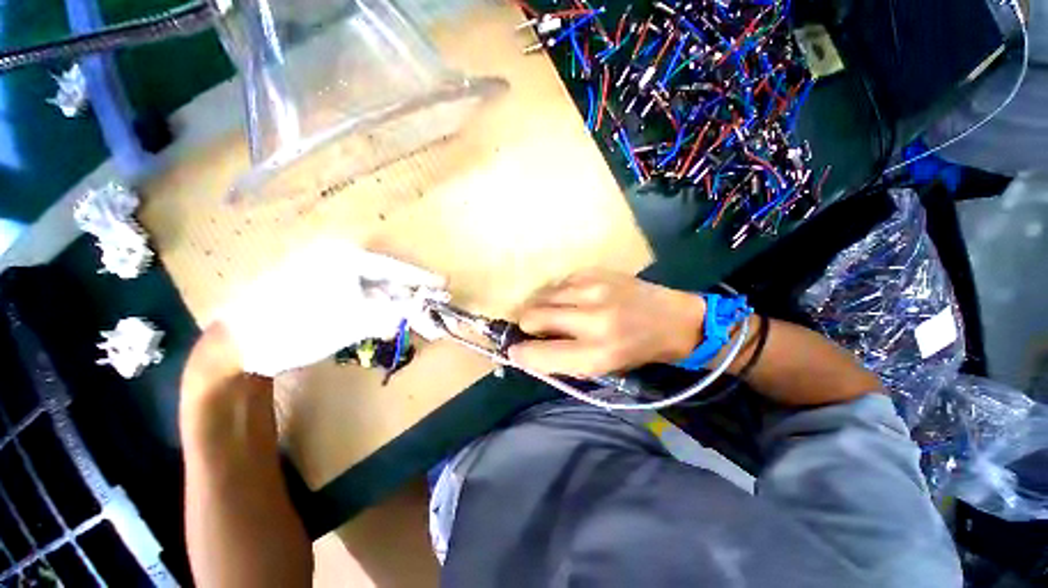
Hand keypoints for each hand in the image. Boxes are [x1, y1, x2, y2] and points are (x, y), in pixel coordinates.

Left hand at [218, 238, 444, 375]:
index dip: (421, 278)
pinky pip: (363, 303)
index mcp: (345, 258)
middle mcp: (342, 263)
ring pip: (377, 294)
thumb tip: (420, 310)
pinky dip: (379, 315)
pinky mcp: (328, 296)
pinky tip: (390, 327)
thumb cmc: (296, 324)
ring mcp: (334, 280)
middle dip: (412, 302)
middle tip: (432, 317)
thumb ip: (390, 313)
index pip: (395, 268)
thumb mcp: (350, 319)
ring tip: (417, 327)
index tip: (444, 285)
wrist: (241, 342)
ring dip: (398, 311)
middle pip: (389, 283)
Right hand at [507, 270, 705, 376]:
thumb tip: (525, 350)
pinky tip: (572, 300)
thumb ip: (561, 361)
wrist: (672, 319)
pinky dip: (557, 294)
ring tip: (556, 313)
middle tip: (538, 329)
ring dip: (541, 307)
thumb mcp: (600, 369)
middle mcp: (593, 319)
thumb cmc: (635, 351)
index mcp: (596, 354)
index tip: (515, 350)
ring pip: (541, 296)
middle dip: (528, 326)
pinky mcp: (595, 272)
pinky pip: (558, 283)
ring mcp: (594, 290)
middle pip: (532, 316)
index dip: (520, 353)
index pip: (538, 354)